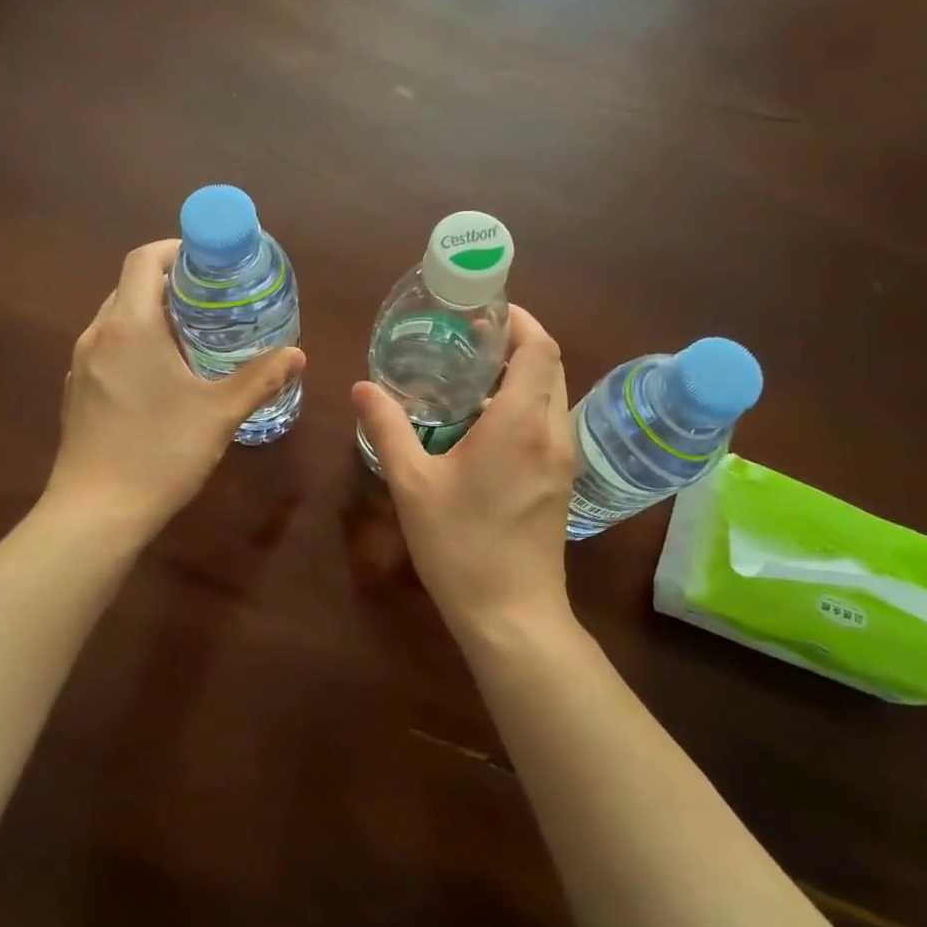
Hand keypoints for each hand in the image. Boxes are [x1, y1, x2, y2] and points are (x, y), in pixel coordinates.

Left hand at [46, 240, 304, 538]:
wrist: (95, 512)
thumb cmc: (160, 453)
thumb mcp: (219, 414)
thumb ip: (260, 379)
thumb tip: (297, 354)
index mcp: (130, 327)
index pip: (143, 260)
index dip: (175, 249)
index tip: (208, 261)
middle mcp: (98, 335)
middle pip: (129, 287)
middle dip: (170, 284)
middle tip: (213, 301)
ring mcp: (81, 365)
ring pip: (117, 320)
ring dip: (152, 316)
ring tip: (193, 337)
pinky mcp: (77, 392)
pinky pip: (108, 349)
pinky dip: (135, 345)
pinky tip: (162, 378)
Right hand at [352, 305, 576, 643]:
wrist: (512, 614)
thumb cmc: (460, 545)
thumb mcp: (412, 484)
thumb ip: (387, 428)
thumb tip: (362, 387)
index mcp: (521, 422)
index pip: (539, 347)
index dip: (520, 320)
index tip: (485, 311)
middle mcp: (552, 431)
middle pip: (551, 365)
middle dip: (518, 343)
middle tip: (470, 340)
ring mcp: (563, 459)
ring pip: (553, 395)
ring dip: (523, 375)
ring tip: (472, 376)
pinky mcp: (562, 481)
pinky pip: (550, 423)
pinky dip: (526, 405)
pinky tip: (484, 424)